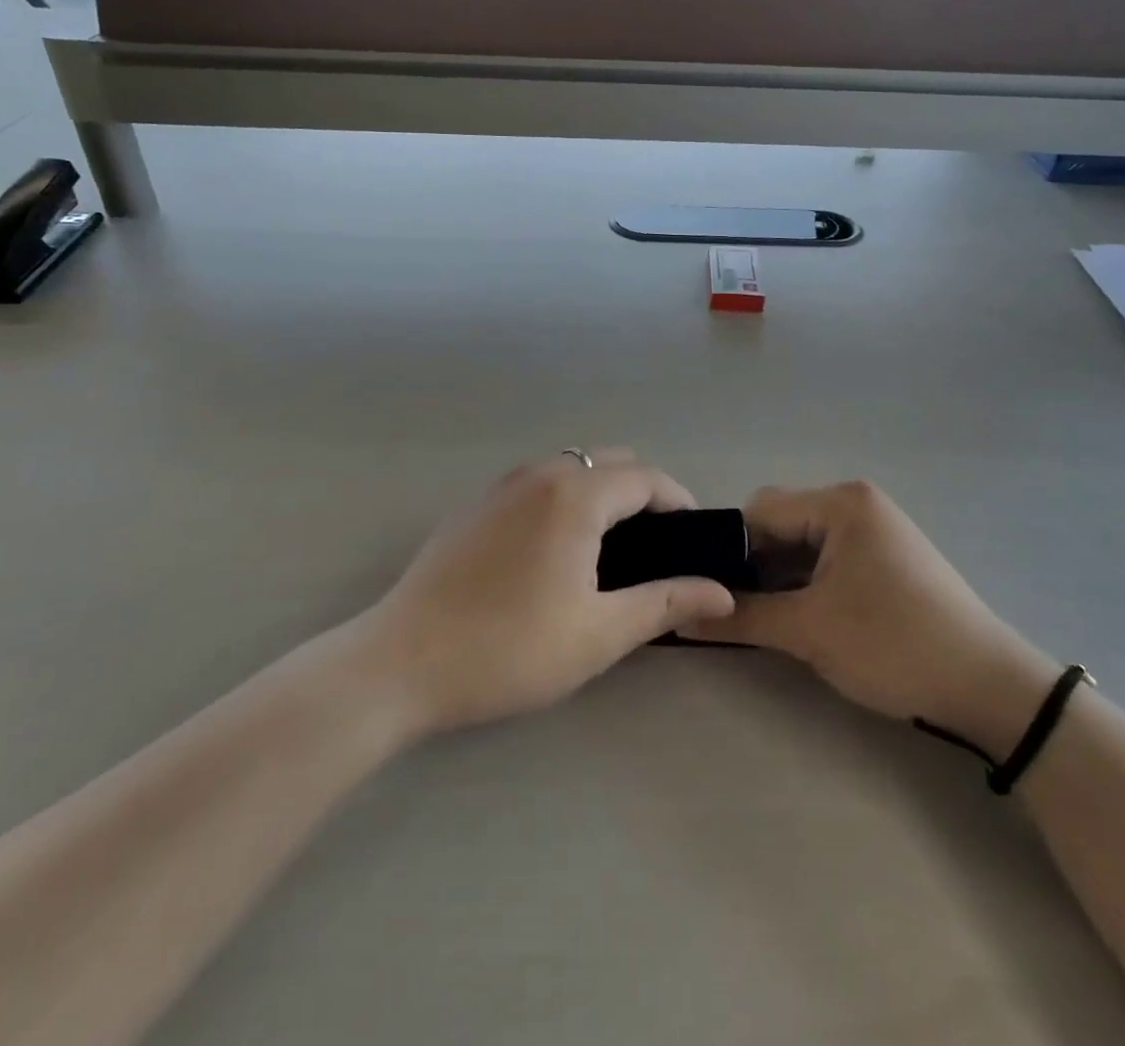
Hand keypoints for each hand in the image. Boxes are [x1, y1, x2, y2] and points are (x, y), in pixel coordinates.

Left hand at [360, 450, 736, 735]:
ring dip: (600, 491)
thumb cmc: (510, 649)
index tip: (694, 537)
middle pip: (608, 462)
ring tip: (609, 547)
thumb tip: (722, 592)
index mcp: (574, 496)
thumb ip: (664, 603)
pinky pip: (535, 482)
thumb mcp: (598, 633)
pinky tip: (554, 549)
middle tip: (655, 546)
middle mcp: (538, 475)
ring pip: (569, 468)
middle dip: (641, 492)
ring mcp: (500, 486)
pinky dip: (562, 497)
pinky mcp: (473, 505)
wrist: (402, 662)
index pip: (645, 477)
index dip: (678, 500)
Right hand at [686, 481, 1055, 756]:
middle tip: (732, 610)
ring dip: (779, 579)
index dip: (729, 550)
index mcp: (840, 503)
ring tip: (759, 618)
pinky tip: (797, 618)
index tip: (709, 591)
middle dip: (754, 566)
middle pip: (780, 525)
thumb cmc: (894, 644)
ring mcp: (874, 532)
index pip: (759, 511)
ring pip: (802, 546)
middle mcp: (856, 504)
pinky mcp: (885, 560)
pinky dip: (806, 585)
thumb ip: (740, 618)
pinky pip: (827, 560)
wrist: (990, 689)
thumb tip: (679, 619)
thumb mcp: (809, 631)